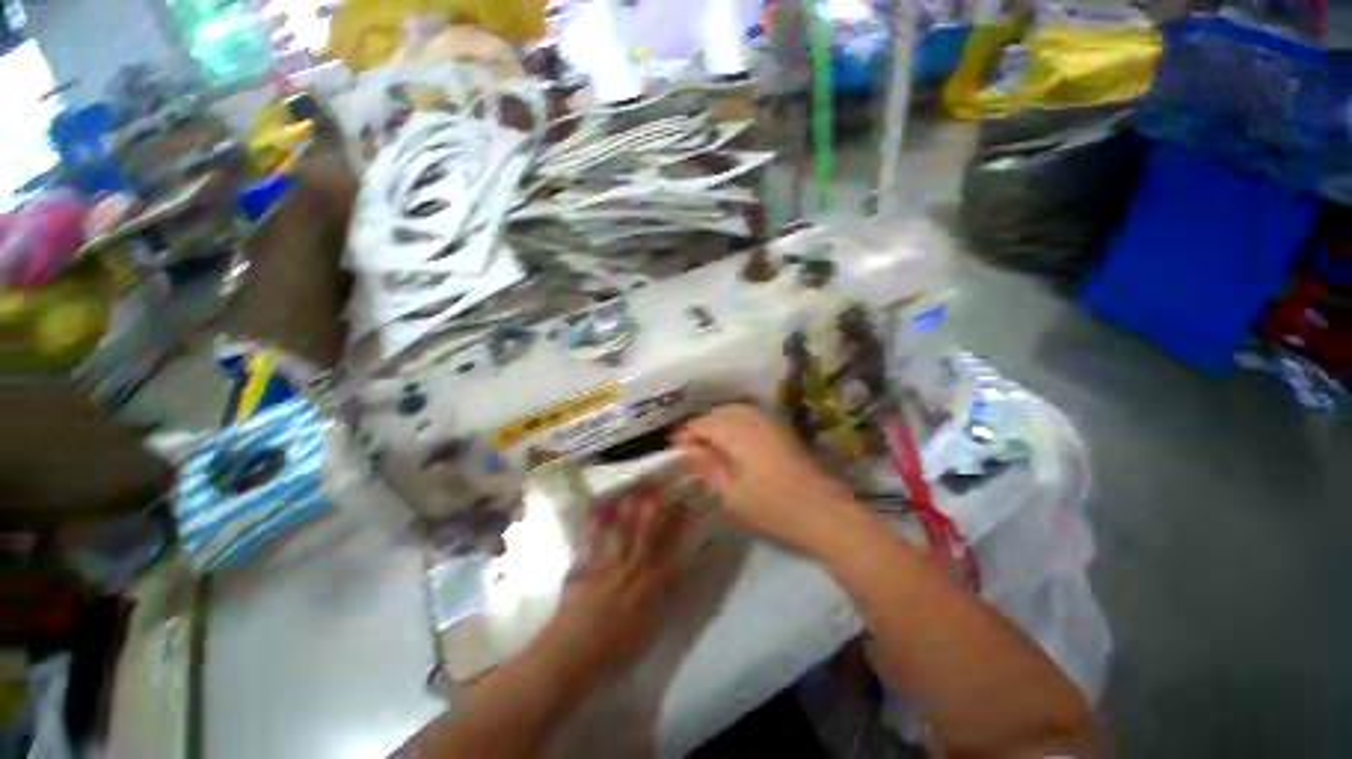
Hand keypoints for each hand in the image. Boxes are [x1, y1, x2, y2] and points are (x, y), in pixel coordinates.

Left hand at [541, 486, 683, 678]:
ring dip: (627, 512)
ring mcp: (606, 565)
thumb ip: (663, 599)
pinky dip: (595, 525)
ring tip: (633, 492)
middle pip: (645, 534)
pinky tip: (598, 509)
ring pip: (620, 532)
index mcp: (648, 586)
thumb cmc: (614, 650)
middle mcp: (630, 570)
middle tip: (659, 488)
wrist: (571, 656)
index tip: (683, 507)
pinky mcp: (584, 567)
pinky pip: (591, 541)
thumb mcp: (648, 629)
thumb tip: (677, 576)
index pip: (669, 550)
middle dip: (653, 510)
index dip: (677, 528)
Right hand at [673, 404, 866, 554]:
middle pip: (714, 414)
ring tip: (710, 453)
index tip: (673, 456)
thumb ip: (704, 465)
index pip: (697, 423)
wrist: (824, 510)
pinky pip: (747, 418)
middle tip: (691, 457)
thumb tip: (684, 450)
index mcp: (733, 427)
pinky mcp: (779, 427)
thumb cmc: (771, 505)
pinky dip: (734, 428)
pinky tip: (734, 449)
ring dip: (717, 428)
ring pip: (731, 413)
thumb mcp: (729, 491)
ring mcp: (767, 418)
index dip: (683, 438)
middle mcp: (749, 414)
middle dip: (699, 431)